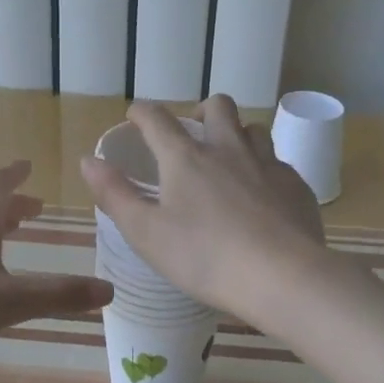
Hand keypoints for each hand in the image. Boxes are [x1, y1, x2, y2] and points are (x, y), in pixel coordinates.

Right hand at [79, 96, 328, 321]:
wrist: (282, 276)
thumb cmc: (204, 257)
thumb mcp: (146, 232)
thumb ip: (115, 194)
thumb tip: (88, 161)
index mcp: (186, 158)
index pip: (157, 119)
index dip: (142, 112)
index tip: (135, 116)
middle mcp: (228, 149)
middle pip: (218, 106)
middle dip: (201, 110)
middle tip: (194, 132)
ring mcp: (267, 164)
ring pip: (254, 129)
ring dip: (238, 135)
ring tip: (230, 161)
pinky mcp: (296, 185)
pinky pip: (278, 163)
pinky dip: (264, 169)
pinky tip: (262, 196)